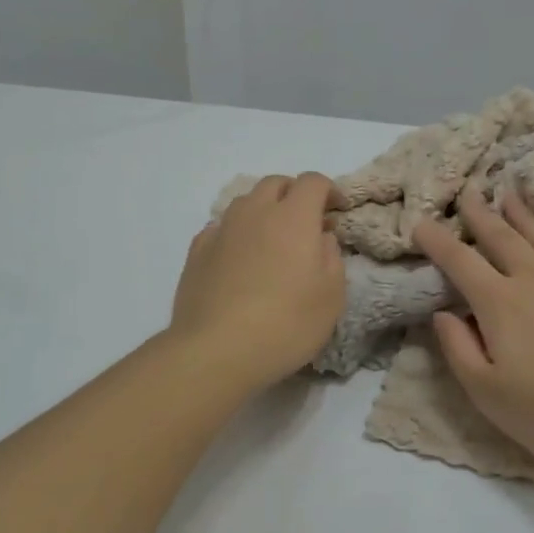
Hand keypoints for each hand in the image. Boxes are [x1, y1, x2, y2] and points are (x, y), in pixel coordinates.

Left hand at [168, 173, 345, 390]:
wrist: (216, 350)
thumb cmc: (285, 324)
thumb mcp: (331, 296)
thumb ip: (331, 257)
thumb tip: (321, 238)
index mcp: (293, 218)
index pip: (313, 182)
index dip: (329, 190)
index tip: (337, 212)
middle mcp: (255, 213)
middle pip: (275, 183)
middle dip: (294, 194)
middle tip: (305, 224)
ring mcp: (222, 230)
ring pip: (245, 202)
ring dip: (263, 210)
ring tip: (271, 241)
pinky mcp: (197, 251)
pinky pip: (221, 227)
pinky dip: (236, 232)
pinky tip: (239, 258)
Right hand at [413, 189, 533, 471]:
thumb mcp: (486, 392)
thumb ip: (458, 348)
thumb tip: (442, 313)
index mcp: (499, 303)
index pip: (459, 262)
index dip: (437, 240)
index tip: (420, 222)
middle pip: (502, 238)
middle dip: (481, 214)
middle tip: (469, 192)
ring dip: (526, 217)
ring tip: (511, 195)